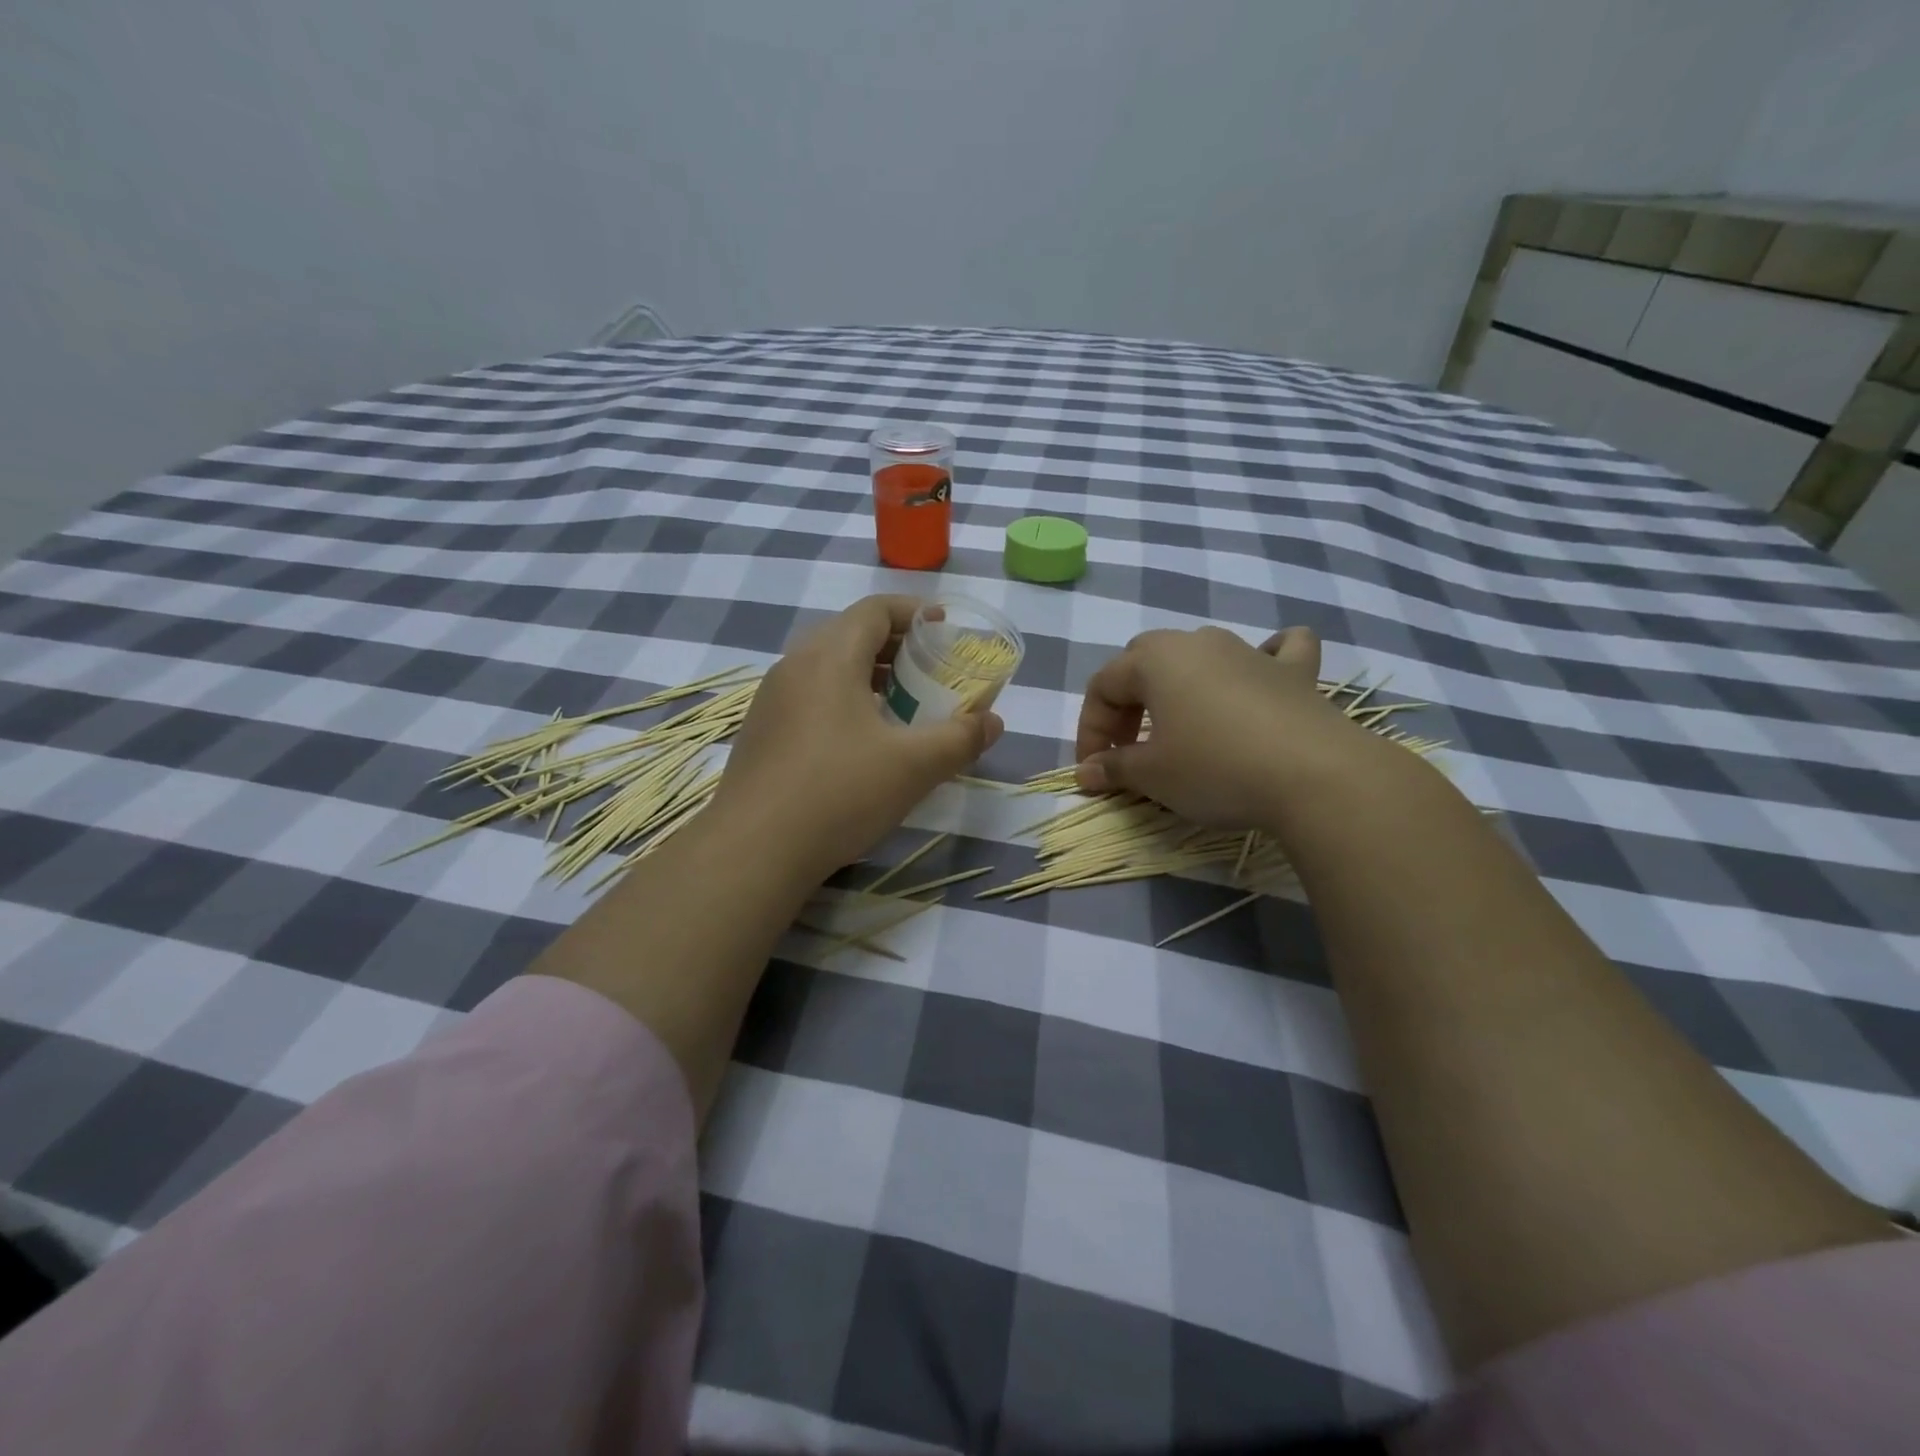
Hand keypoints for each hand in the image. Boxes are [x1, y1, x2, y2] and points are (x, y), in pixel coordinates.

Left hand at [713, 595, 1003, 880]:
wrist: (754, 850)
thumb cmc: (839, 793)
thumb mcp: (913, 766)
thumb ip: (960, 738)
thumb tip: (993, 722)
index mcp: (829, 657)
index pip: (874, 610)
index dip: (914, 612)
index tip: (945, 628)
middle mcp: (794, 666)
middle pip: (849, 634)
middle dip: (895, 645)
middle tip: (929, 669)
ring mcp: (771, 700)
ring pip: (827, 667)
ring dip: (868, 674)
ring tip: (901, 703)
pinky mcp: (761, 732)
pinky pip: (809, 696)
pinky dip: (843, 699)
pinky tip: (861, 740)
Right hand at [1073, 624, 1366, 828]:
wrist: (1314, 775)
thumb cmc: (1215, 767)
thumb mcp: (1152, 775)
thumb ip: (1114, 768)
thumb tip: (1086, 772)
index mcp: (1154, 659)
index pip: (1103, 687)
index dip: (1090, 729)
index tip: (1093, 770)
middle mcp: (1198, 642)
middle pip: (1144, 662)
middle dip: (1128, 704)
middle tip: (1129, 749)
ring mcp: (1249, 651)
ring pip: (1200, 655)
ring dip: (1180, 686)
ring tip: (1181, 726)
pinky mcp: (1295, 672)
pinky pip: (1276, 651)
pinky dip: (1265, 660)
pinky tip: (1264, 673)